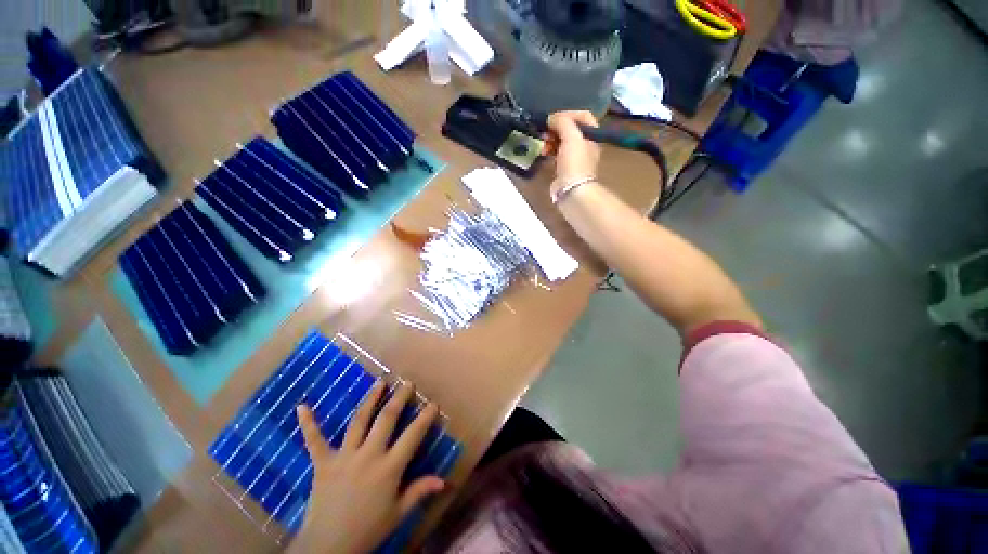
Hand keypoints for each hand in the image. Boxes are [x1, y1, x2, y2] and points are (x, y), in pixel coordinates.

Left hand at [290, 381, 444, 553]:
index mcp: (389, 468)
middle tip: (408, 383)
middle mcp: (368, 455)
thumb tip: (443, 481)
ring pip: (359, 421)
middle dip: (399, 398)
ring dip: (370, 399)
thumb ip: (419, 492)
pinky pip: (314, 441)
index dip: (425, 418)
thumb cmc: (367, 530)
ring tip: (380, 382)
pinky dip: (308, 423)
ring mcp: (344, 457)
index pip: (412, 436)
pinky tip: (302, 406)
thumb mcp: (398, 513)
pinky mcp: (323, 463)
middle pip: (386, 419)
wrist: (327, 548)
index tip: (433, 404)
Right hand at [547, 111, 601, 195]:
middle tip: (545, 130)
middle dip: (557, 127)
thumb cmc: (574, 162)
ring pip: (562, 141)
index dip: (568, 113)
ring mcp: (574, 157)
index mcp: (592, 135)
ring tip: (542, 141)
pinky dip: (549, 149)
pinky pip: (556, 153)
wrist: (571, 190)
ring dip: (551, 138)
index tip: (553, 118)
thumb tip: (551, 118)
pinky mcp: (564, 168)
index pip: (582, 116)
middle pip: (571, 129)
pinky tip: (543, 151)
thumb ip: (563, 122)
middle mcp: (585, 144)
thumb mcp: (571, 137)